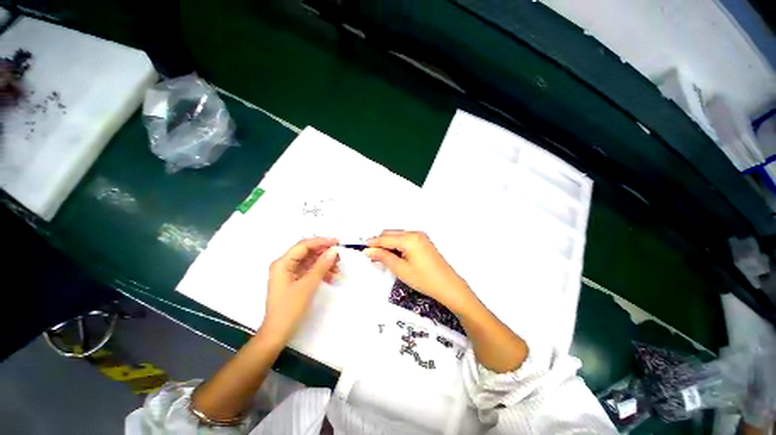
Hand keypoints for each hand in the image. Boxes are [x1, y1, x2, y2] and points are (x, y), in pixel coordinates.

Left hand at [262, 238, 338, 341]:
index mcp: (283, 263)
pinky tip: (331, 276)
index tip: (337, 242)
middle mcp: (284, 265)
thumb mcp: (307, 286)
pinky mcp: (294, 280)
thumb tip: (333, 252)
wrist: (277, 333)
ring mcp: (289, 273)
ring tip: (337, 269)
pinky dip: (320, 272)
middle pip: (307, 252)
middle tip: (339, 257)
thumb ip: (321, 266)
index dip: (321, 242)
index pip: (304, 245)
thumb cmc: (289, 309)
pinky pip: (309, 270)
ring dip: (324, 263)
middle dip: (324, 253)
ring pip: (310, 261)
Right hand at [365, 230, 471, 312]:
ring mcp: (421, 237)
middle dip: (380, 243)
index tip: (363, 249)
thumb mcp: (401, 269)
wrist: (448, 286)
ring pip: (398, 236)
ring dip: (388, 244)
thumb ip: (383, 257)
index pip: (385, 238)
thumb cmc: (425, 279)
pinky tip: (394, 256)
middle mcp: (415, 233)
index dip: (372, 243)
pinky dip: (397, 245)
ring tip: (382, 258)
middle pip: (391, 234)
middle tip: (372, 256)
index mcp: (410, 238)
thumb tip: (369, 250)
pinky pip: (405, 239)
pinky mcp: (423, 242)